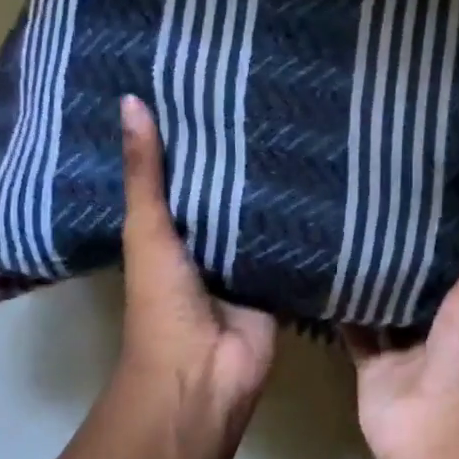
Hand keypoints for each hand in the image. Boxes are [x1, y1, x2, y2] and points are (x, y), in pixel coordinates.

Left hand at [115, 95, 276, 442]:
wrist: (204, 373)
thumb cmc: (162, 303)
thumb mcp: (146, 231)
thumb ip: (145, 175)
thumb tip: (131, 99)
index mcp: (168, 229)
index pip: (182, 172)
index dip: (191, 135)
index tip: (211, 86)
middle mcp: (206, 241)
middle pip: (225, 190)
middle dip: (240, 155)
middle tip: (269, 95)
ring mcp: (245, 261)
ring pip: (260, 213)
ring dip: (275, 184)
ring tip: (303, 124)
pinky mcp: (278, 278)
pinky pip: (291, 242)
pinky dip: (303, 219)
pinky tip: (327, 177)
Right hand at [342, 181, 458, 458]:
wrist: (430, 431)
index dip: (458, 226)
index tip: (445, 184)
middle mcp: (439, 325)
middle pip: (422, 280)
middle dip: (407, 247)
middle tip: (388, 195)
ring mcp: (403, 346)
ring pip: (385, 302)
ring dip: (372, 274)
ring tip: (350, 223)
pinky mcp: (371, 362)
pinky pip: (353, 328)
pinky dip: (340, 306)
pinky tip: (322, 270)